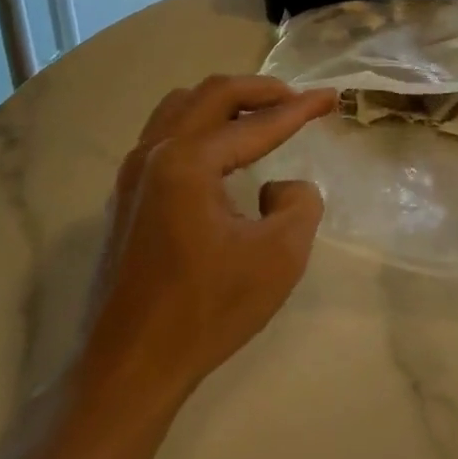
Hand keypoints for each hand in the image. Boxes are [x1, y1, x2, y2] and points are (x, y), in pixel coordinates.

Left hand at [84, 76, 336, 400]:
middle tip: (296, 99)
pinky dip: (201, 124)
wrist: (131, 368)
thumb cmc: (207, 311)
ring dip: (226, 102)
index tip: (331, 98)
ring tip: (261, 116)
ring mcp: (133, 173)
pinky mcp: (126, 195)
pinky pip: (166, 133)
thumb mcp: (280, 257)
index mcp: (189, 162)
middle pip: (212, 94)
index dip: (300, 109)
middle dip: (261, 90)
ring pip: (182, 107)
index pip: (256, 124)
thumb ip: (299, 204)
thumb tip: (281, 187)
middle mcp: (155, 153)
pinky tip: (222, 150)